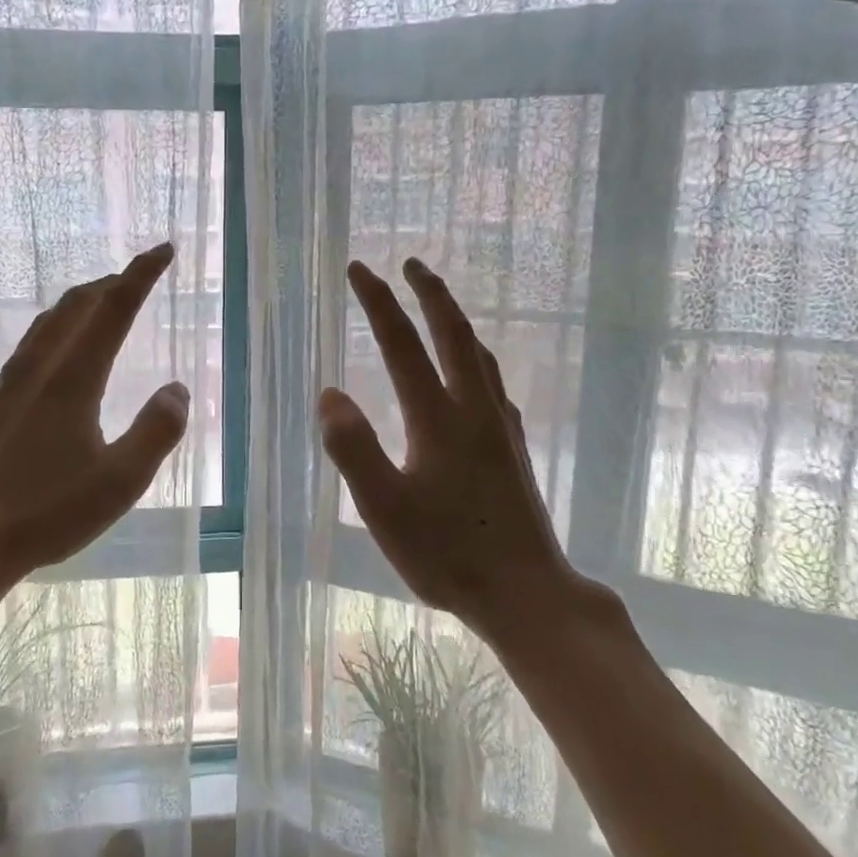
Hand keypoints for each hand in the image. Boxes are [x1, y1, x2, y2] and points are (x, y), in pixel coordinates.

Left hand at [0, 243, 190, 654]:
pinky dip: (55, 333)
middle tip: (137, 276)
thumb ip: (157, 430)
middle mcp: (37, 369)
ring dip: (79, 305)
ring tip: (100, 305)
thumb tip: (176, 389)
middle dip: (110, 283)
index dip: (141, 274)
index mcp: (73, 378)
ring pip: (46, 324)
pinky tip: (57, 359)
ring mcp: (6, 385)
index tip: (164, 250)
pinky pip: (29, 350)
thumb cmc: (48, 513)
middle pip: (76, 306)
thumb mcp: (121, 480)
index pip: (113, 308)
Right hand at [317, 258, 606, 644]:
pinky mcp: (514, 450)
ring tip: (441, 306)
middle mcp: (474, 411)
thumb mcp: (384, 507)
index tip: (359, 270)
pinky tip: (474, 375)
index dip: (378, 304)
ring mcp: (500, 429)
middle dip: (430, 294)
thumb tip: (330, 393)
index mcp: (438, 419)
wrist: (527, 593)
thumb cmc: (448, 554)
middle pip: (454, 335)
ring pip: (480, 356)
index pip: (402, 345)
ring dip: (457, 321)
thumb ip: (353, 448)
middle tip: (412, 263)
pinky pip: (493, 383)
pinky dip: (476, 358)